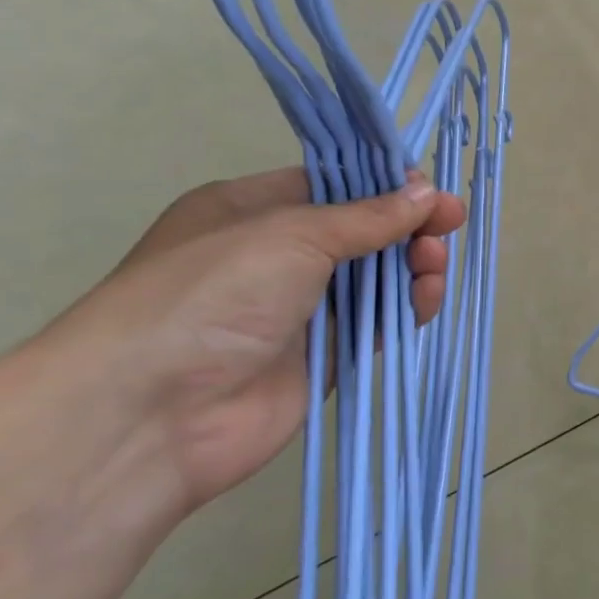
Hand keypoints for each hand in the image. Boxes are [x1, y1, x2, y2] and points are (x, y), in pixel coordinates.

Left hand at [42, 168, 464, 510]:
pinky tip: (426, 296)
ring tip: (434, 265)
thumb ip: (368, 216)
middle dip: (408, 225)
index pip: (332, 185)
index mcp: (251, 210)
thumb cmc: (211, 295)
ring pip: (376, 276)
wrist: (150, 414)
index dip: (385, 184)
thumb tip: (427, 193)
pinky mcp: (324, 354)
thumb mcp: (292, 234)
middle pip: (362, 230)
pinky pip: (377, 321)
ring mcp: (300, 308)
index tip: (431, 190)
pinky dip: (407, 306)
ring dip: (412, 264)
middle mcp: (276, 256)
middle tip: (448, 226)